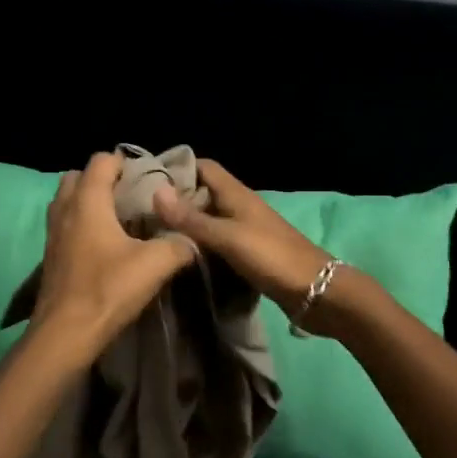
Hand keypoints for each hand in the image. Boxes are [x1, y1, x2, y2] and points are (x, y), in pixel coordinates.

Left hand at [32, 152, 196, 359]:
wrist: (65, 334)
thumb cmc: (107, 289)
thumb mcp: (154, 265)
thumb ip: (178, 245)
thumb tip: (192, 240)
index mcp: (87, 201)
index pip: (101, 161)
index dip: (125, 163)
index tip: (147, 178)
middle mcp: (65, 209)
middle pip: (78, 177)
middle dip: (103, 181)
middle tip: (131, 198)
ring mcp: (53, 233)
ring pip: (68, 202)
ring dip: (89, 203)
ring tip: (118, 221)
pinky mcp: (50, 256)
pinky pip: (65, 226)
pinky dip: (81, 226)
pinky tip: (104, 247)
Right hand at [152, 159, 330, 317]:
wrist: (315, 290)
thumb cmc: (271, 256)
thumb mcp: (227, 237)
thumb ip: (192, 218)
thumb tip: (156, 192)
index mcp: (236, 194)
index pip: (204, 167)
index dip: (178, 168)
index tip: (147, 180)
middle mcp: (240, 206)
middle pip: (203, 193)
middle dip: (176, 199)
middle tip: (141, 213)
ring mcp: (245, 230)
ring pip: (210, 218)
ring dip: (187, 224)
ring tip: (154, 235)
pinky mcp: (249, 252)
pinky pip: (218, 241)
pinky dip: (201, 244)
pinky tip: (182, 256)